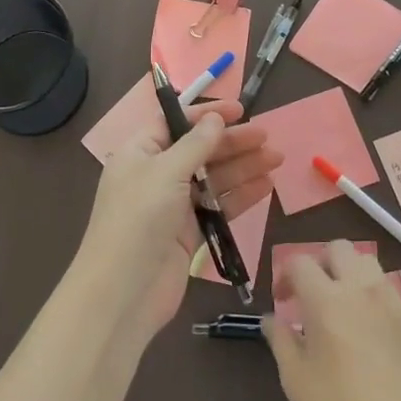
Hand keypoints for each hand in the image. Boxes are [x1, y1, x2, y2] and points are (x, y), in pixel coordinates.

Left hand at [75, 101, 281, 341]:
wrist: (124, 291)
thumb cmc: (139, 219)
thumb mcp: (166, 172)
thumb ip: (195, 144)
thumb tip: (215, 119)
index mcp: (140, 153)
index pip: (175, 122)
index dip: (206, 114)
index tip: (240, 110)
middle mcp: (155, 175)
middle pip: (199, 150)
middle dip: (232, 142)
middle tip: (267, 137)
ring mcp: (173, 206)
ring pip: (213, 178)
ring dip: (243, 167)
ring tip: (276, 160)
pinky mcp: (189, 233)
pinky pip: (218, 206)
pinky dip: (241, 196)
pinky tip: (266, 186)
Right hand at [265, 240, 400, 400]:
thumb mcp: (296, 378)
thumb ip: (280, 339)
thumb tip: (271, 318)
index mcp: (326, 300)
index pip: (300, 262)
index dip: (285, 274)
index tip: (282, 299)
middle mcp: (359, 289)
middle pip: (337, 248)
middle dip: (319, 263)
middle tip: (311, 292)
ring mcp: (388, 299)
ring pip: (365, 261)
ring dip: (347, 272)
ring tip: (339, 302)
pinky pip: (384, 286)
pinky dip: (368, 291)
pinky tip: (364, 323)